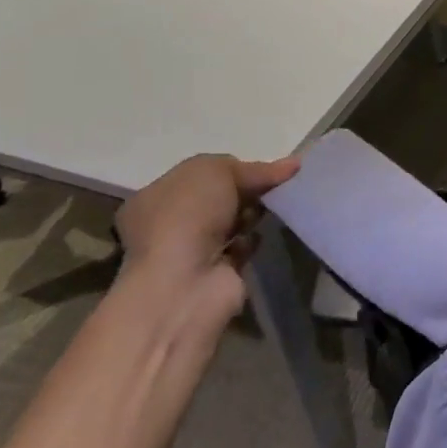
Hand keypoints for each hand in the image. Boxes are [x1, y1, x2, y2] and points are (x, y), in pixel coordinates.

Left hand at [113, 153, 299, 323]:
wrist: (186, 282)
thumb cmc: (187, 217)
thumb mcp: (216, 172)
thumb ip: (252, 167)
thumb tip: (291, 165)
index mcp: (155, 197)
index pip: (199, 176)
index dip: (232, 169)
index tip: (262, 169)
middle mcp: (168, 224)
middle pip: (219, 198)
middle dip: (246, 191)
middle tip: (272, 186)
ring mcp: (192, 252)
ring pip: (233, 222)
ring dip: (253, 215)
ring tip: (272, 208)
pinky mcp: (217, 273)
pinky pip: (244, 246)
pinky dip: (256, 240)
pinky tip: (265, 234)